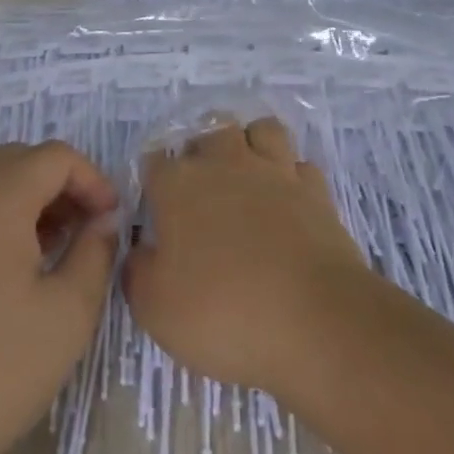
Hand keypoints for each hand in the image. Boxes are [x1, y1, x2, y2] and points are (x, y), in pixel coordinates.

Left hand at [0, 141, 119, 453]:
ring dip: (22, 203)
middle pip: (17, 160)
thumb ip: (96, 253)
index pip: (56, 156)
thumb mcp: (67, 315)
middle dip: (58, 186)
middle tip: (81, 232)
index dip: (93, 180)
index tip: (109, 220)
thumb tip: (103, 220)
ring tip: (44, 254)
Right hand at [123, 118, 371, 396]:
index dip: (153, 183)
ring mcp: (275, 172)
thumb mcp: (155, 308)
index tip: (156, 211)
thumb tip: (140, 251)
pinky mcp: (316, 191)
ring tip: (246, 178)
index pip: (154, 161)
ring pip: (261, 130)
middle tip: (201, 194)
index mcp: (178, 185)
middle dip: (201, 151)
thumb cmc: (223, 313)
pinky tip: (286, 200)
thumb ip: (137, 272)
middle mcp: (225, 164)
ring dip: (250, 145)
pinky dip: (291, 176)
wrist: (315, 323)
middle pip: (209, 130)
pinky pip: (300, 165)